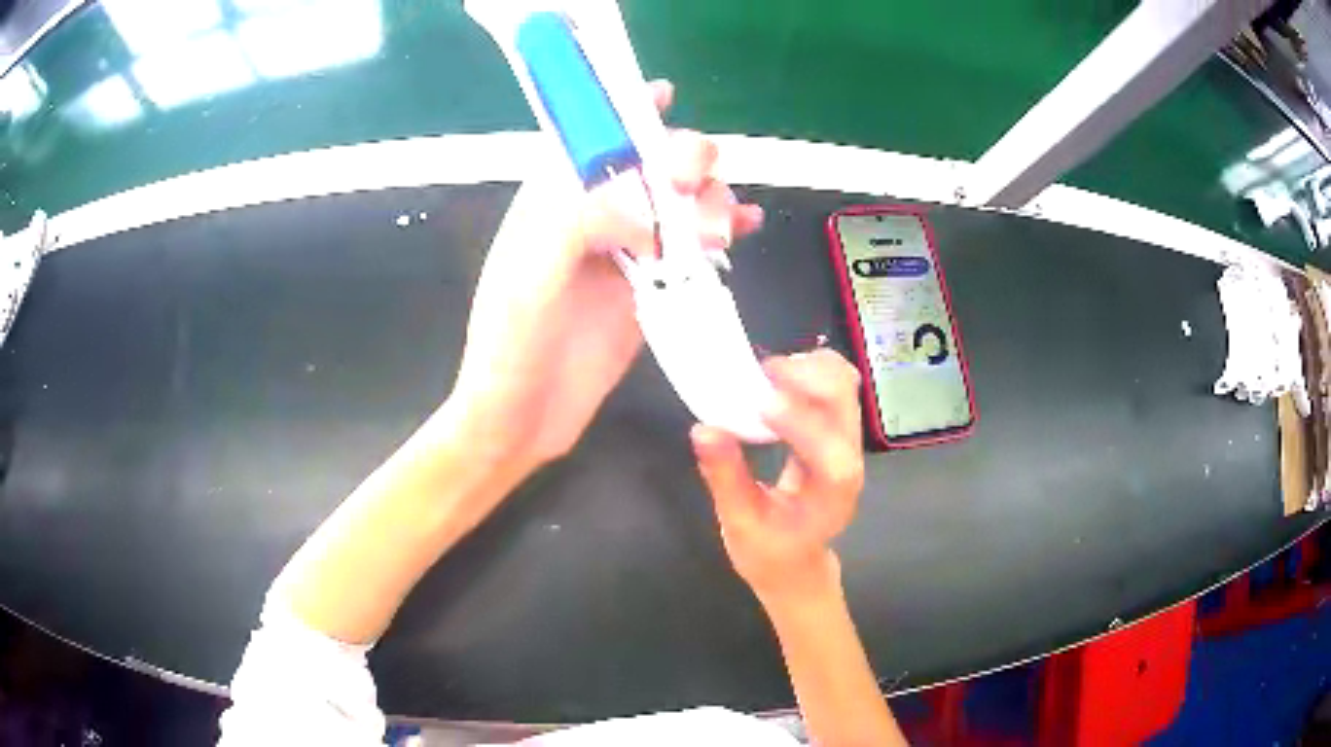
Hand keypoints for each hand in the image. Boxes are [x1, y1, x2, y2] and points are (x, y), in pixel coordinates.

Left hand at [450, 80, 763, 469]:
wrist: (523, 418)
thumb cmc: (512, 344)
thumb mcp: (533, 275)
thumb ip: (583, 221)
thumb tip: (649, 202)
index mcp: (552, 201)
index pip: (592, 138)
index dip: (626, 110)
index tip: (664, 96)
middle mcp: (591, 218)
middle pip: (649, 166)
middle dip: (682, 161)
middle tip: (695, 181)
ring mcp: (624, 252)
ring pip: (678, 204)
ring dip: (708, 201)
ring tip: (719, 230)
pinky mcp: (649, 288)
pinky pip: (691, 248)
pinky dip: (722, 232)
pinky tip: (748, 224)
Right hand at [691, 349, 865, 603]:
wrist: (796, 562)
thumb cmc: (770, 551)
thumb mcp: (740, 523)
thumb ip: (725, 477)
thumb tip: (703, 429)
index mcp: (833, 495)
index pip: (832, 454)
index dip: (801, 423)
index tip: (760, 402)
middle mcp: (850, 461)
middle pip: (846, 403)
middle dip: (806, 378)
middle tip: (758, 375)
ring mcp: (847, 441)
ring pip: (844, 385)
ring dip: (809, 368)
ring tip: (765, 372)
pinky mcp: (835, 429)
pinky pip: (833, 386)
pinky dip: (808, 370)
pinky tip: (775, 378)